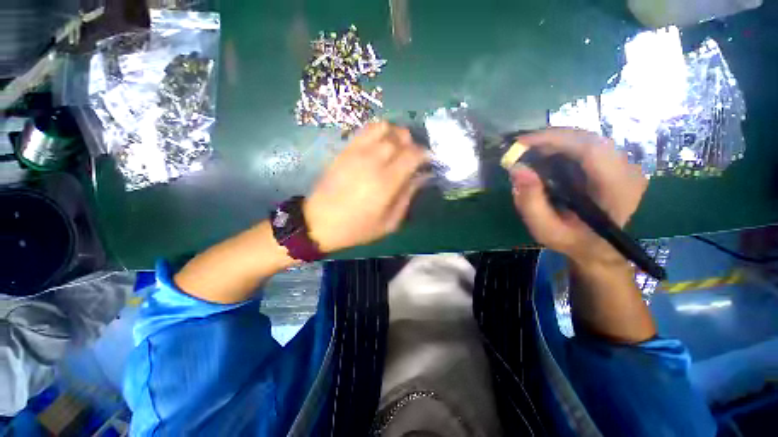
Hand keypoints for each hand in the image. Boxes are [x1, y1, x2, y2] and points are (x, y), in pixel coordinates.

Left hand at [304, 122, 427, 252]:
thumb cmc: (357, 227)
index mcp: (386, 182)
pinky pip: (366, 130)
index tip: (427, 160)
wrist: (319, 222)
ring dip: (396, 134)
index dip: (424, 154)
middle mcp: (373, 161)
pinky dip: (379, 131)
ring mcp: (357, 152)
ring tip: (397, 147)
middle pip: (400, 137)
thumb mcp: (389, 223)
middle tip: (412, 156)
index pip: (413, 154)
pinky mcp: (346, 150)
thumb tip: (420, 177)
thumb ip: (407, 197)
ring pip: (384, 128)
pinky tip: (380, 144)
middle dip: (412, 144)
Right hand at [509, 128, 647, 267]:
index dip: (554, 139)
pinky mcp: (615, 164)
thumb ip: (530, 202)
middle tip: (520, 147)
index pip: (591, 149)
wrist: (598, 248)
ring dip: (555, 142)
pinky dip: (562, 147)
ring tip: (529, 153)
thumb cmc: (572, 241)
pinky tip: (545, 158)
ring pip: (587, 140)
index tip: (521, 143)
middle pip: (588, 139)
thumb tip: (516, 168)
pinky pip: (587, 146)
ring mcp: (624, 165)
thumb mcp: (545, 229)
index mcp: (617, 190)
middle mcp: (628, 171)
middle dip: (550, 139)